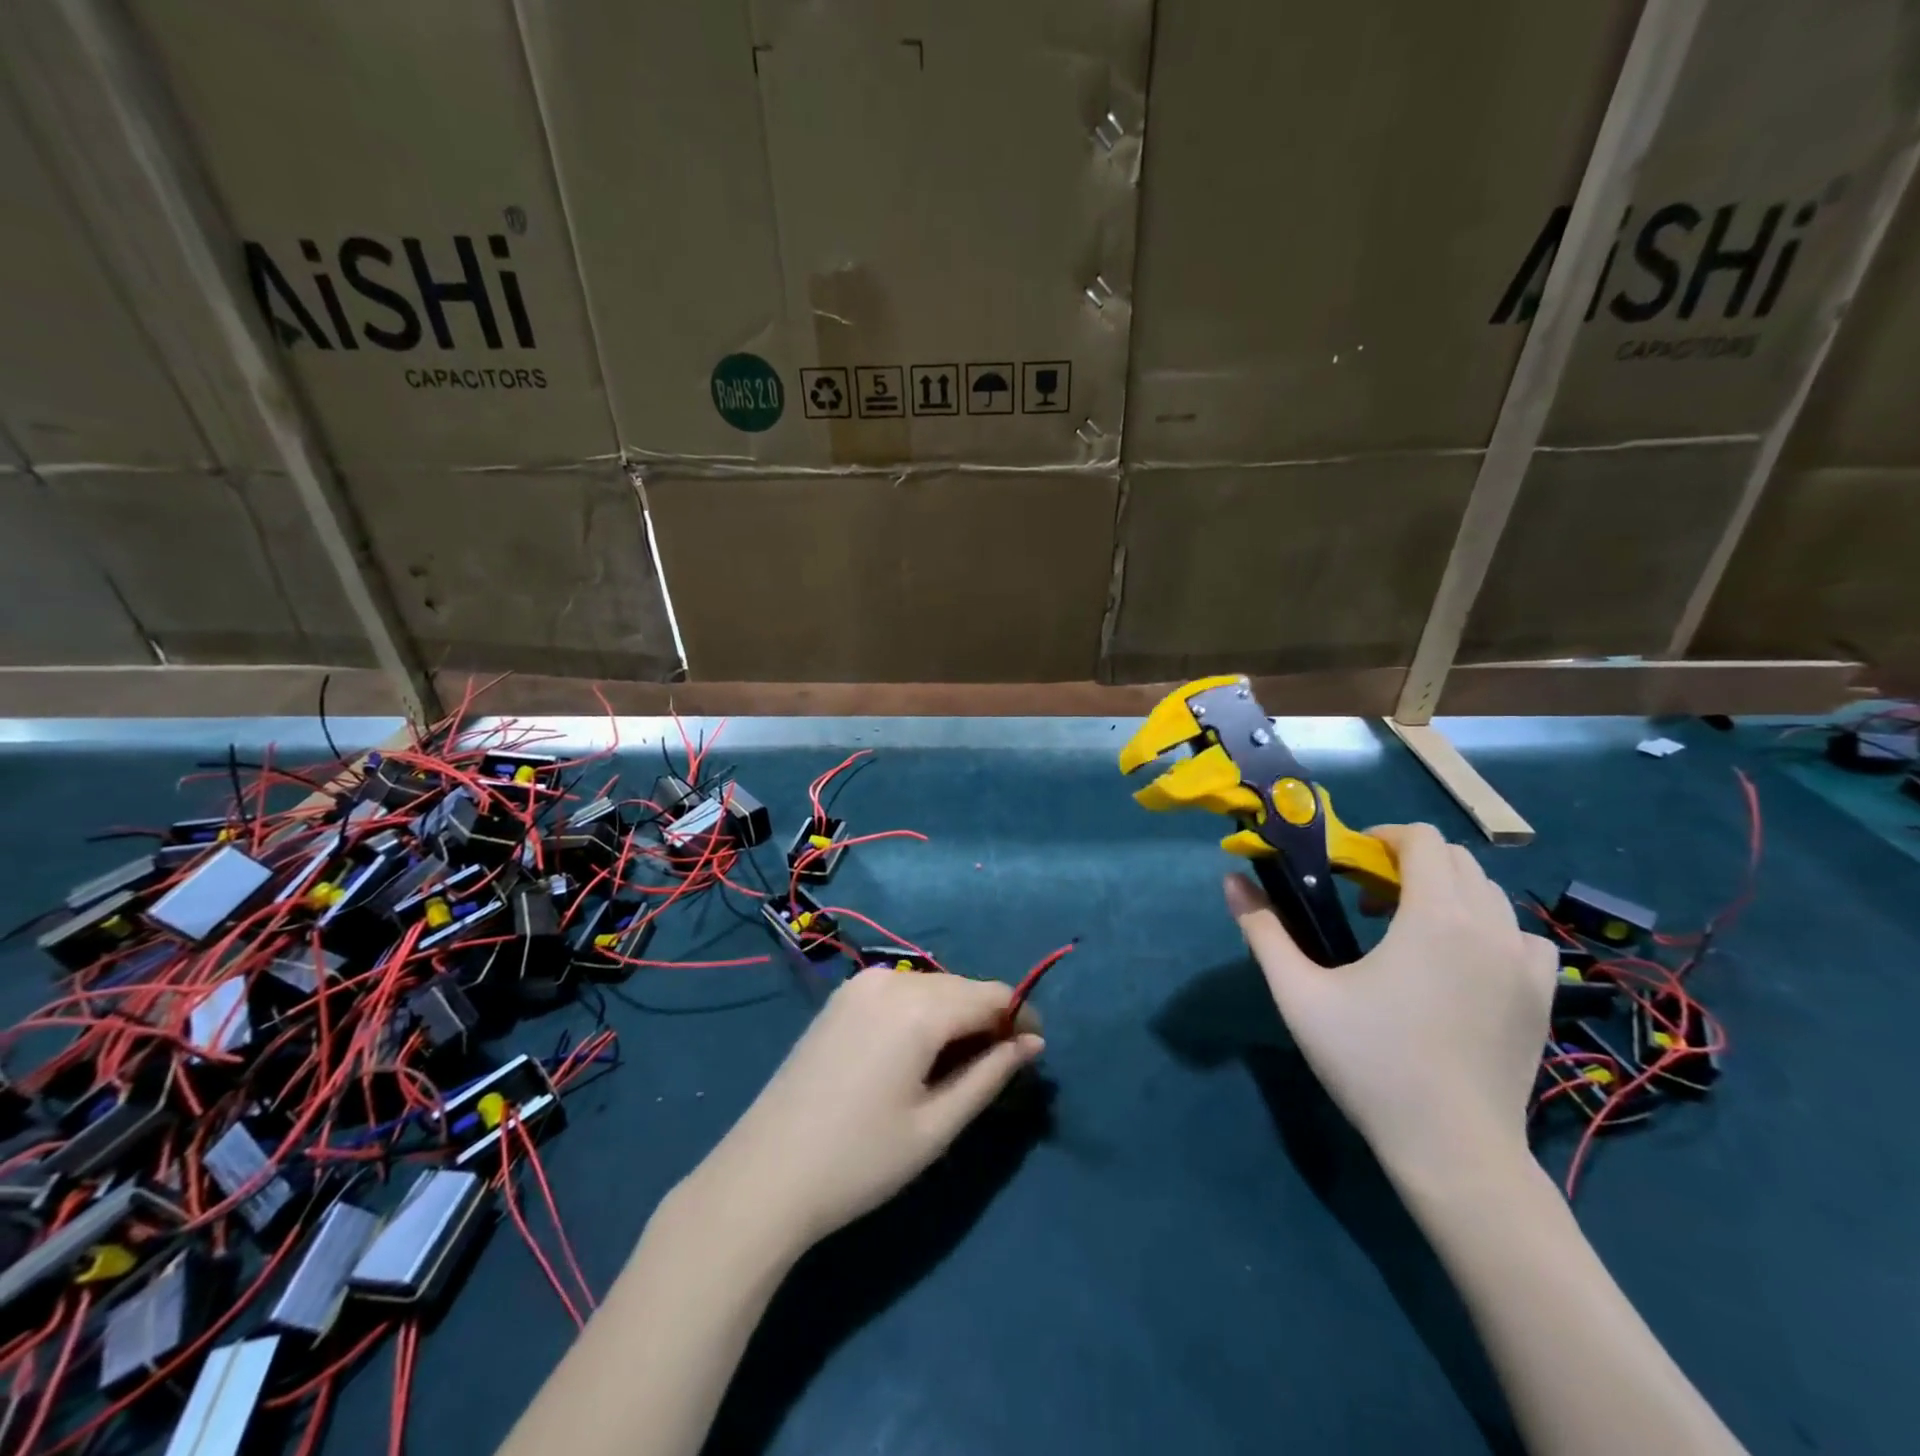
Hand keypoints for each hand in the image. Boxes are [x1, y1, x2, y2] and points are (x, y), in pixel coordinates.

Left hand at [689, 970, 1043, 1252]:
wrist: (765, 1174)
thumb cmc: (860, 1160)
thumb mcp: (936, 1126)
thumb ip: (990, 1075)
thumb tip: (1033, 1043)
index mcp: (919, 1007)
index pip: (992, 994)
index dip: (1020, 1019)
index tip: (1033, 1053)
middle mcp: (892, 980)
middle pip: (962, 987)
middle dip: (988, 1018)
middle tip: (998, 1069)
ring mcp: (861, 984)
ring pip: (932, 987)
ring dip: (955, 1015)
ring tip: (958, 1067)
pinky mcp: (842, 997)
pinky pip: (901, 991)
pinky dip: (923, 1012)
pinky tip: (917, 1053)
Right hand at [1225, 822, 1556, 1185]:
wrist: (1453, 1151)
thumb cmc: (1371, 1064)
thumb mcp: (1299, 994)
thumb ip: (1264, 930)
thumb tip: (1231, 880)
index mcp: (1435, 917)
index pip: (1422, 840)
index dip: (1383, 837)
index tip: (1350, 862)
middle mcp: (1490, 928)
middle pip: (1458, 861)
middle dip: (1410, 863)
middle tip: (1367, 898)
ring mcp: (1526, 964)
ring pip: (1490, 895)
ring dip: (1448, 893)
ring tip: (1409, 930)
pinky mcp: (1543, 998)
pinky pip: (1521, 937)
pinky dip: (1489, 929)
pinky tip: (1462, 962)